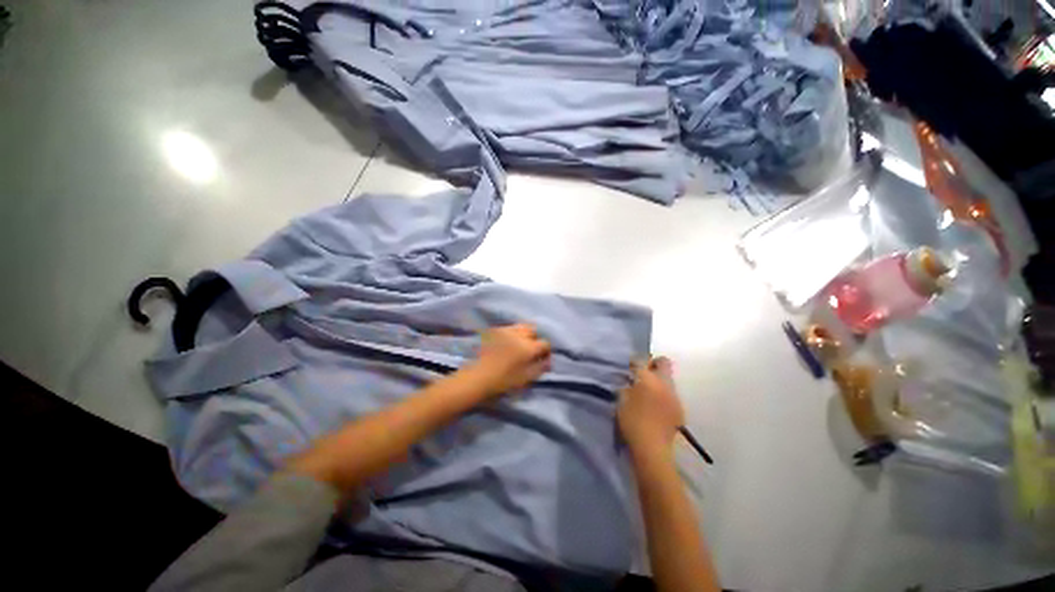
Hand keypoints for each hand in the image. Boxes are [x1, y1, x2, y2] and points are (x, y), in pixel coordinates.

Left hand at [466, 324, 551, 397]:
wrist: (479, 377)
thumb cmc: (504, 381)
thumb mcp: (526, 378)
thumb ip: (540, 368)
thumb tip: (548, 361)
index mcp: (528, 347)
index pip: (545, 343)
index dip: (546, 351)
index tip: (543, 359)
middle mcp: (519, 335)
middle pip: (533, 330)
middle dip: (535, 339)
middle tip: (531, 350)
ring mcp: (506, 331)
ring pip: (521, 327)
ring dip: (523, 335)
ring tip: (519, 346)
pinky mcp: (495, 330)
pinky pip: (509, 328)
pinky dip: (512, 334)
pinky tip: (507, 344)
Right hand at [618, 357, 684, 451]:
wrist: (652, 449)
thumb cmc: (632, 422)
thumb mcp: (621, 401)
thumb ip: (625, 387)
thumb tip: (628, 381)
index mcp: (648, 379)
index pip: (641, 360)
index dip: (634, 361)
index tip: (628, 367)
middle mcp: (664, 383)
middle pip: (664, 363)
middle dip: (653, 364)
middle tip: (642, 373)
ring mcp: (674, 396)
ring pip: (668, 379)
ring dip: (659, 380)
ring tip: (647, 391)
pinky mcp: (679, 409)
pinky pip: (671, 394)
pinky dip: (663, 394)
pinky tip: (655, 406)